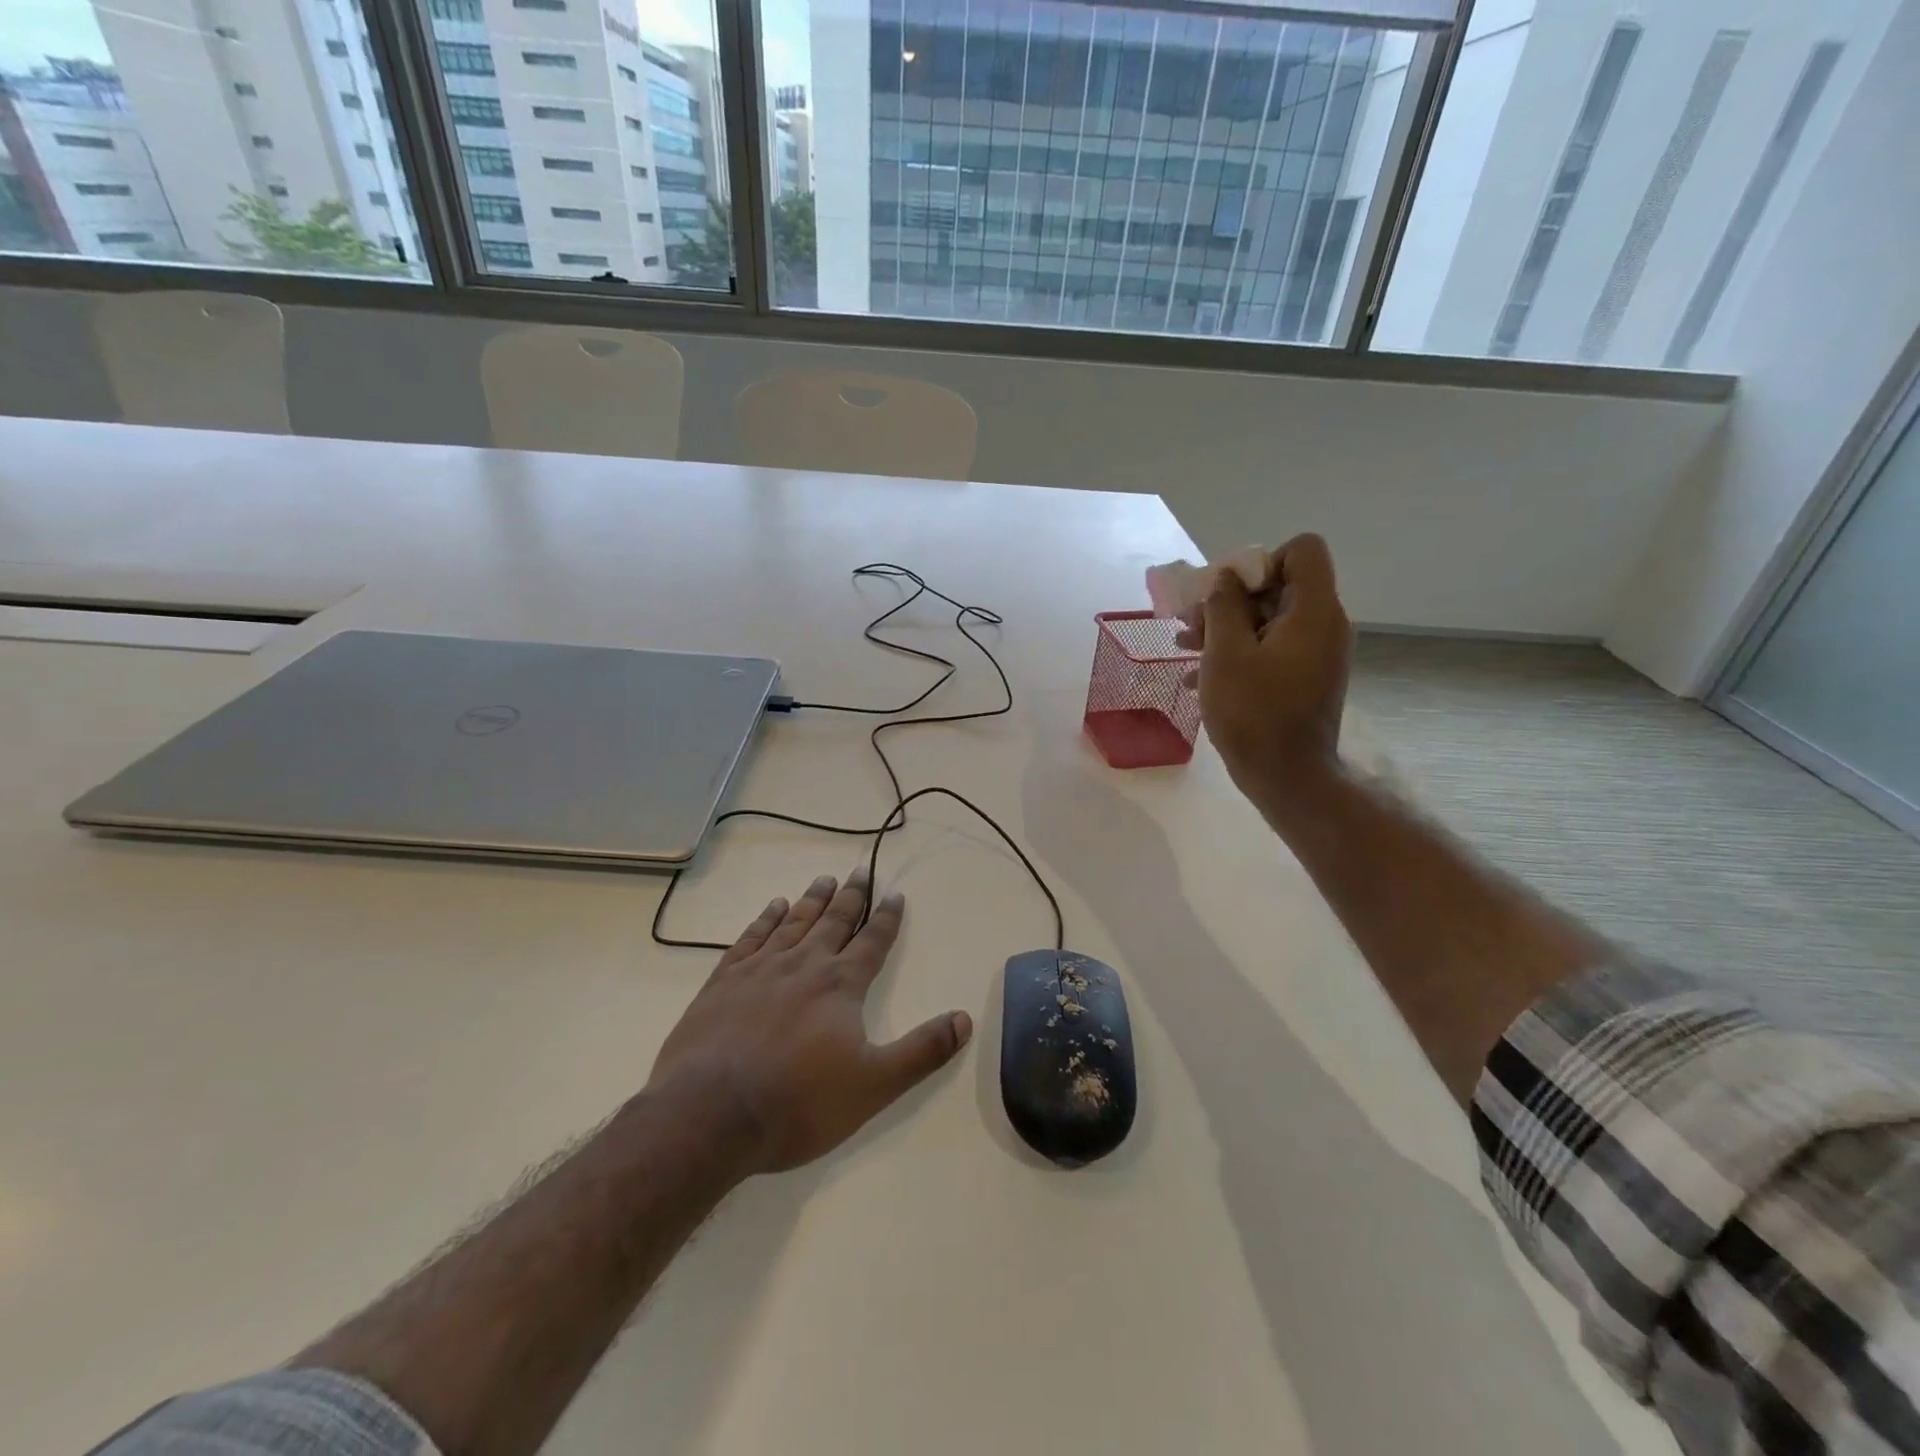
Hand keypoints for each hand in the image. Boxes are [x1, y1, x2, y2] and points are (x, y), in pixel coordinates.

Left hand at [647, 871, 972, 1175]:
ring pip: (793, 923)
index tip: (895, 894)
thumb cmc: (798, 1102)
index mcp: (840, 985)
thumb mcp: (874, 1085)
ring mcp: (759, 970)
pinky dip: (765, 919)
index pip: (872, 942)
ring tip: (824, 880)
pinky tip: (772, 907)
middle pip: (833, 922)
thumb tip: (965, 1018)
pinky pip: (750, 938)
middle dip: (851, 897)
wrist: (709, 1114)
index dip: (886, 918)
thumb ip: (922, 1051)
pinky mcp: (723, 981)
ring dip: (812, 900)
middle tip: (860, 871)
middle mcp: (803, 965)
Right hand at [1178, 533, 1352, 802]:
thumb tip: (1225, 579)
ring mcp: (1316, 654)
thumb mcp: (1226, 654)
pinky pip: (1271, 649)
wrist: (1287, 776)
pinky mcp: (1304, 679)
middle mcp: (1323, 625)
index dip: (1262, 561)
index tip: (1228, 593)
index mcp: (1313, 611)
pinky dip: (1238, 654)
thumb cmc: (1254, 711)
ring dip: (1225, 628)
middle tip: (1191, 623)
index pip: (1303, 550)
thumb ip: (1223, 606)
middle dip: (1230, 600)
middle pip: (1279, 586)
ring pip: (1269, 621)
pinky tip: (1198, 677)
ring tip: (1184, 646)